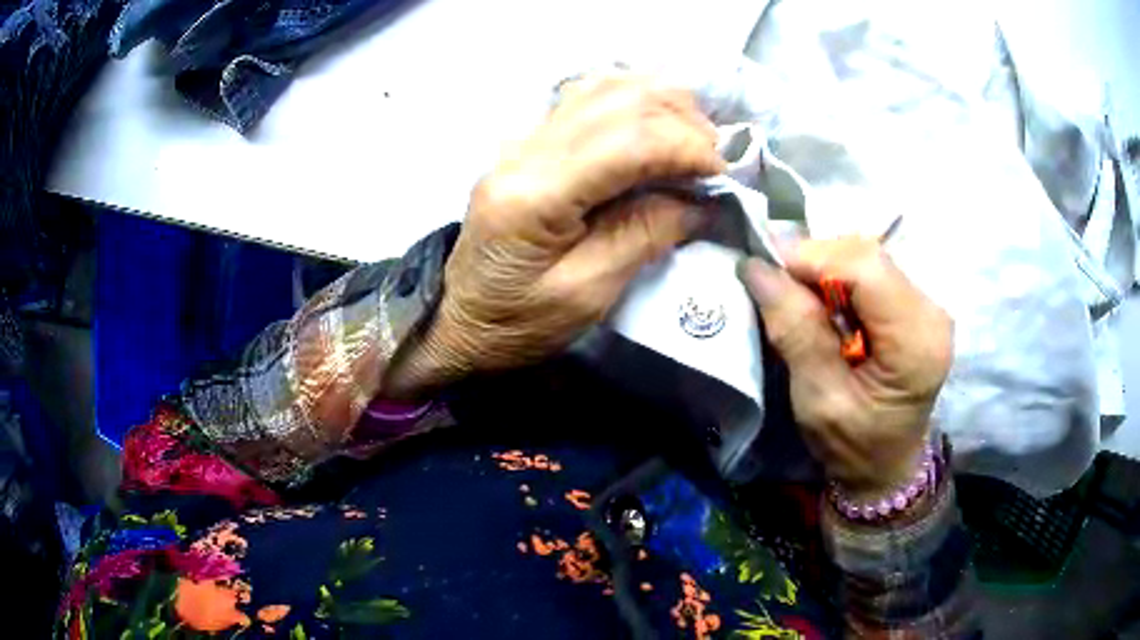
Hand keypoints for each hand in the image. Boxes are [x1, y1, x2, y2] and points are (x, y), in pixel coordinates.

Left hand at [387, 74, 723, 397]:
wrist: (461, 318)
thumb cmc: (518, 322)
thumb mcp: (588, 295)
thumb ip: (646, 235)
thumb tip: (701, 197)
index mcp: (535, 194)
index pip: (628, 140)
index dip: (688, 148)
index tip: (723, 176)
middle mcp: (525, 149)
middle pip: (621, 99)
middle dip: (684, 122)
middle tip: (713, 162)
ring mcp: (523, 138)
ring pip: (606, 87)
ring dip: (662, 106)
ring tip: (692, 145)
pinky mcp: (529, 140)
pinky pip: (589, 97)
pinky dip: (635, 104)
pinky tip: (656, 130)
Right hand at [739, 238, 952, 498]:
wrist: (886, 468)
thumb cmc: (854, 447)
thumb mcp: (819, 400)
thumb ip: (797, 332)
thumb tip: (757, 269)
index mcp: (916, 342)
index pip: (865, 269)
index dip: (813, 260)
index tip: (768, 275)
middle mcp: (932, 312)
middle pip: (868, 256)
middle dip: (816, 262)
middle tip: (778, 289)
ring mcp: (928, 305)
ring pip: (867, 257)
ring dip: (825, 270)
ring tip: (798, 299)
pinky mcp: (916, 305)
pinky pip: (872, 272)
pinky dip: (839, 279)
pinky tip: (825, 304)